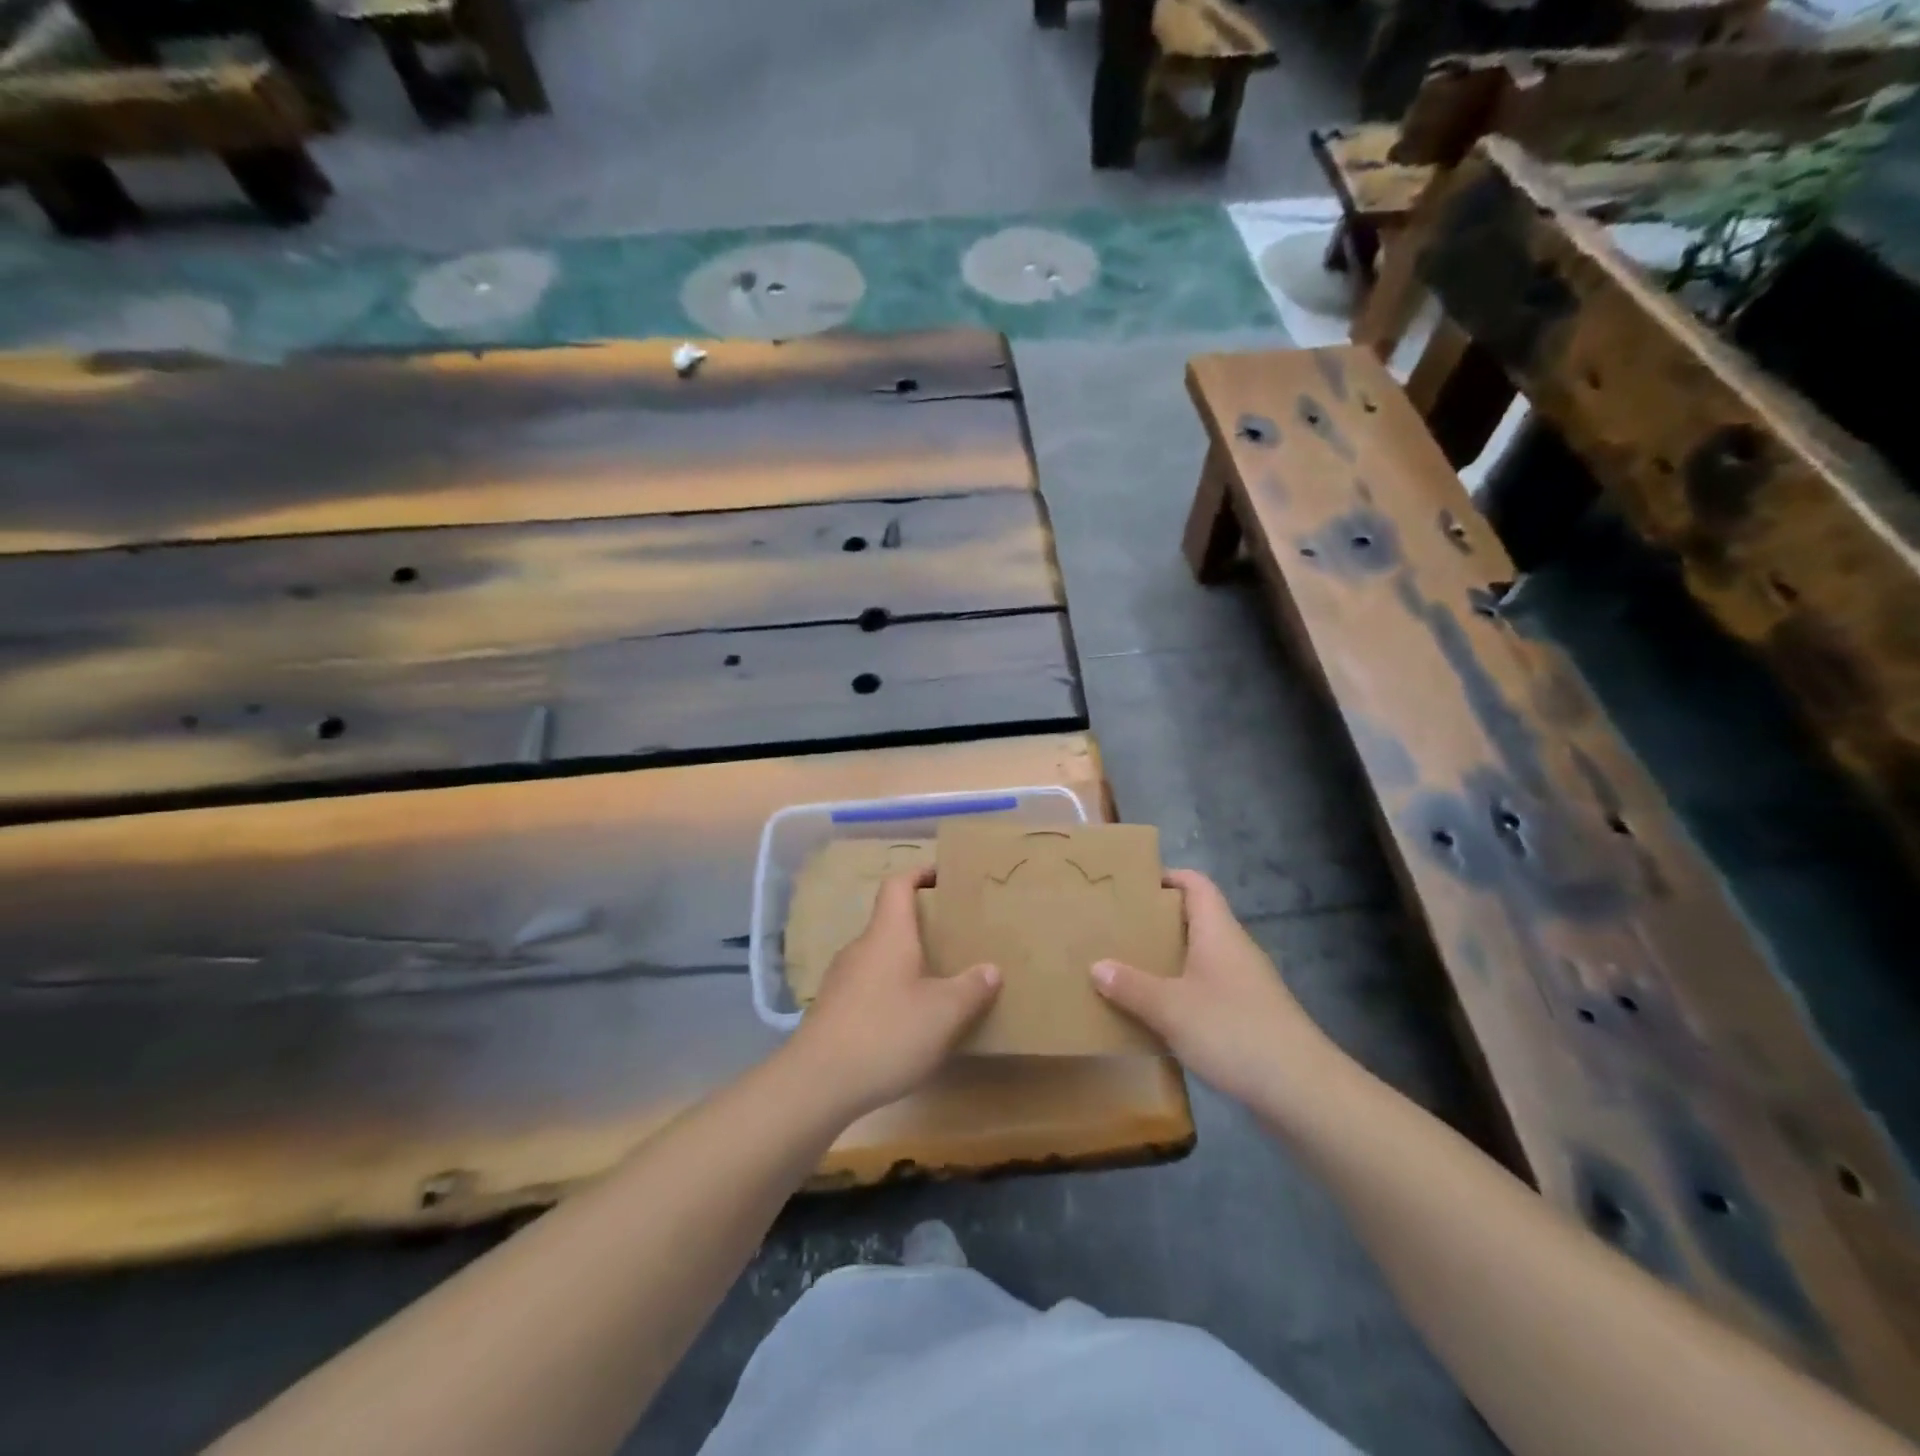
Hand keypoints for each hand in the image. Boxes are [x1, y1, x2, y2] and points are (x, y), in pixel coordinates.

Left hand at [788, 868, 1000, 1118]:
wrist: (817, 1082)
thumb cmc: (887, 1032)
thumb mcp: (943, 1013)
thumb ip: (971, 988)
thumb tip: (991, 969)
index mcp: (888, 934)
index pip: (897, 885)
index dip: (919, 874)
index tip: (942, 877)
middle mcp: (861, 947)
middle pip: (889, 922)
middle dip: (920, 927)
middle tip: (953, 940)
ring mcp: (841, 979)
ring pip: (879, 957)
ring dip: (905, 963)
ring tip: (935, 983)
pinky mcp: (832, 1010)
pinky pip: (867, 986)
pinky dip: (889, 991)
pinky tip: (906, 1022)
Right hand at [1091, 869, 1330, 1105]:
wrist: (1302, 1091)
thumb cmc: (1233, 1031)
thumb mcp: (1171, 1008)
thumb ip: (1131, 986)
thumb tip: (1097, 965)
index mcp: (1218, 932)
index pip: (1196, 884)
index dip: (1167, 877)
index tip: (1131, 886)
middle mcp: (1234, 949)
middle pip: (1195, 920)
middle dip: (1156, 922)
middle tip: (1117, 929)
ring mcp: (1245, 984)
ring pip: (1200, 957)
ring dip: (1167, 960)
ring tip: (1127, 969)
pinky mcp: (1250, 1016)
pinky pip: (1207, 990)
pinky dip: (1181, 993)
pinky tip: (1158, 1014)